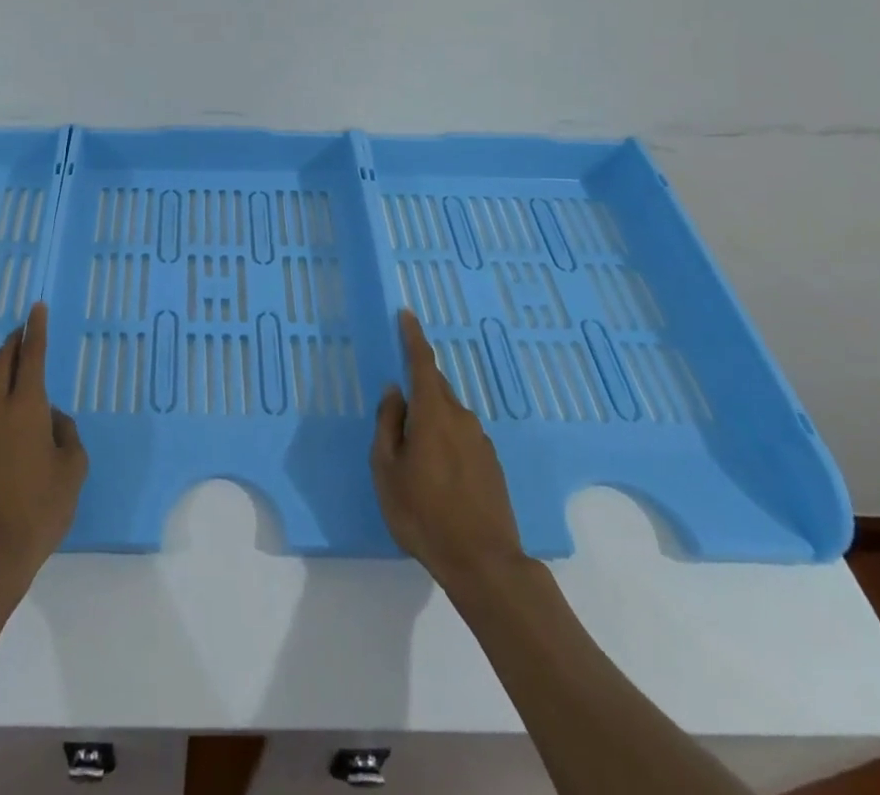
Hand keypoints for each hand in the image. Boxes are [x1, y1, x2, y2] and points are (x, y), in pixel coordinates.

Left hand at [0, 303, 87, 599]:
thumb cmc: (41, 509)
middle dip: (13, 343)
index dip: (36, 328)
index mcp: (27, 408)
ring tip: (24, 426)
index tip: (36, 307)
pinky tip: (3, 461)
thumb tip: (52, 418)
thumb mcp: (73, 469)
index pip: (33, 355)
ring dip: (5, 396)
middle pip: (2, 364)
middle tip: (22, 333)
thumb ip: (67, 433)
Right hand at [371, 309, 530, 597]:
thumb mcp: (387, 470)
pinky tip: (436, 469)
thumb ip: (388, 425)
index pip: (423, 363)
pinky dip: (445, 437)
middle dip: (418, 384)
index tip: (407, 314)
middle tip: (398, 402)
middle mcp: (461, 418)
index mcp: (433, 414)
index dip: (413, 337)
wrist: (484, 564)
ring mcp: (481, 442)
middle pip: (437, 387)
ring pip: (449, 414)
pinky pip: (462, 436)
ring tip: (413, 447)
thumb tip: (394, 393)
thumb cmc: (424, 514)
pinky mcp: (492, 465)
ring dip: (431, 416)